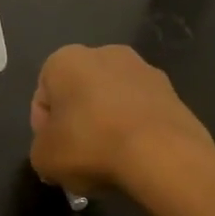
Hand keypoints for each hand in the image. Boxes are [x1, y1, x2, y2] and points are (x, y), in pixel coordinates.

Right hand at [29, 44, 214, 196]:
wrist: (162, 154)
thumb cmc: (90, 145)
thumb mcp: (44, 158)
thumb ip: (41, 149)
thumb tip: (56, 151)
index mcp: (65, 59)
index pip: (43, 96)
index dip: (43, 129)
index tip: (53, 154)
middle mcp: (105, 53)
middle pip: (80, 94)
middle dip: (78, 123)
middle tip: (79, 159)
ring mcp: (143, 70)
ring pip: (113, 102)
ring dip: (108, 125)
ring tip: (111, 162)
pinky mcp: (173, 91)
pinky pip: (141, 113)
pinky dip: (136, 131)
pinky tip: (137, 158)